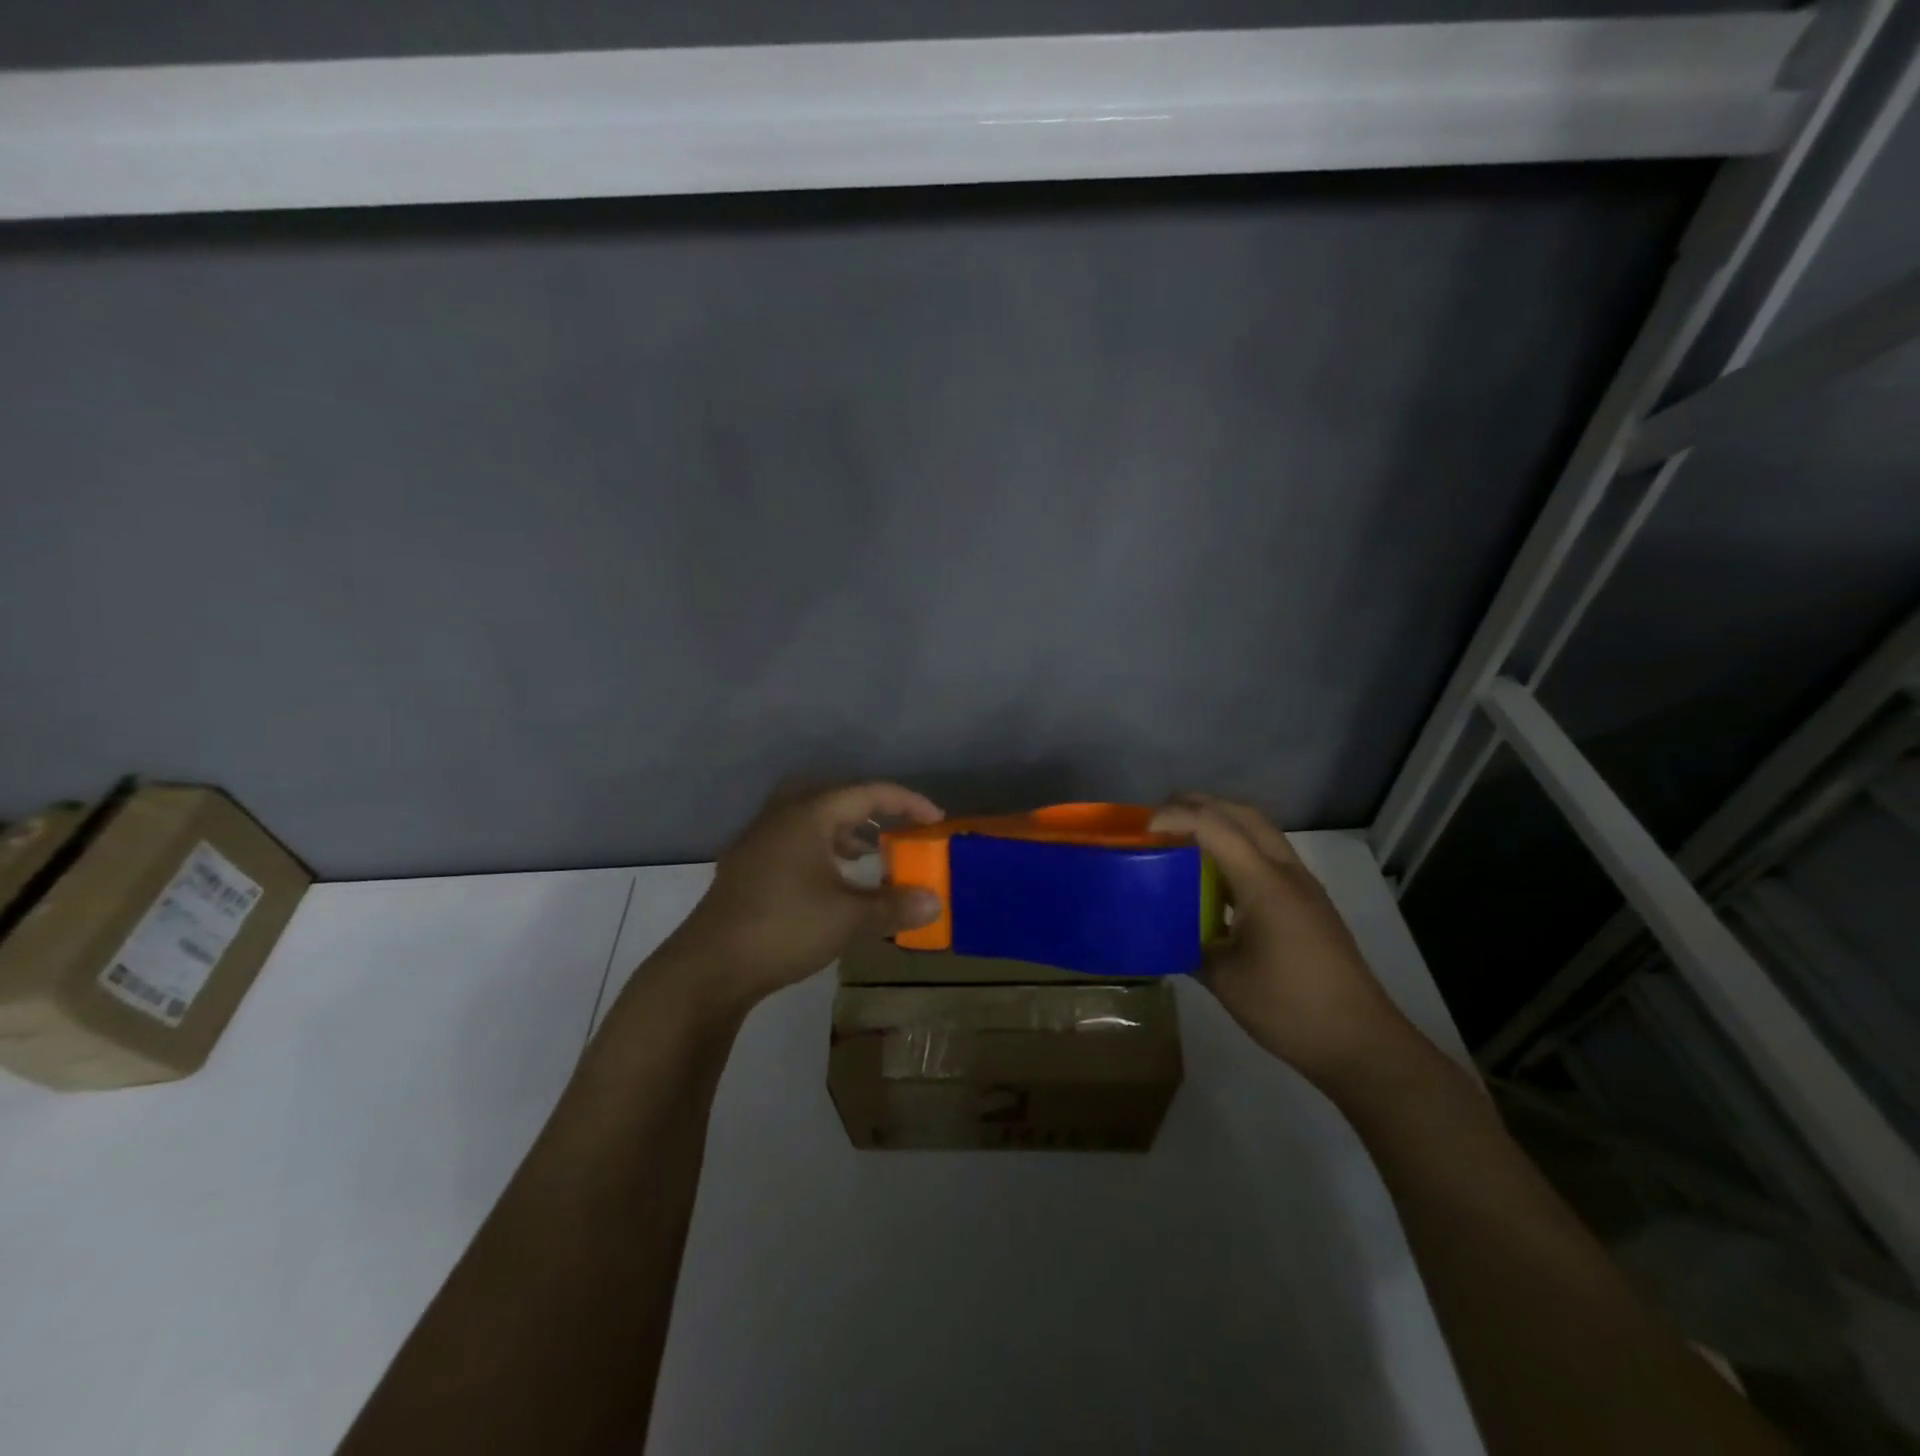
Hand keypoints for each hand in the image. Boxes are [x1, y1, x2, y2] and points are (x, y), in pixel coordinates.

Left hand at [658, 782, 944, 1011]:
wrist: (709, 967)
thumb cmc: (784, 929)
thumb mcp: (848, 918)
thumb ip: (893, 905)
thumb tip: (934, 902)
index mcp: (808, 815)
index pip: (867, 793)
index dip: (907, 803)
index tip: (936, 820)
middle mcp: (781, 817)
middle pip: (835, 797)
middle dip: (871, 809)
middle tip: (896, 828)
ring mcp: (758, 841)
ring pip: (811, 819)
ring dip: (844, 830)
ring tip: (868, 853)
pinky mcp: (746, 866)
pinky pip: (794, 840)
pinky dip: (821, 848)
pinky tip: (830, 880)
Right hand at [1150, 794, 1421, 1086]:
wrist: (1361, 1043)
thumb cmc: (1289, 1008)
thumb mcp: (1224, 979)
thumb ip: (1189, 945)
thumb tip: (1166, 932)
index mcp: (1264, 883)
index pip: (1214, 827)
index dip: (1176, 817)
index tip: (1143, 829)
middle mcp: (1287, 872)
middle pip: (1242, 814)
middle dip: (1200, 804)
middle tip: (1162, 816)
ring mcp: (1303, 887)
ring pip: (1260, 832)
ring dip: (1223, 823)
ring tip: (1184, 839)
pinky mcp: (1309, 904)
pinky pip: (1269, 857)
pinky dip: (1238, 849)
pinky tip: (1216, 880)